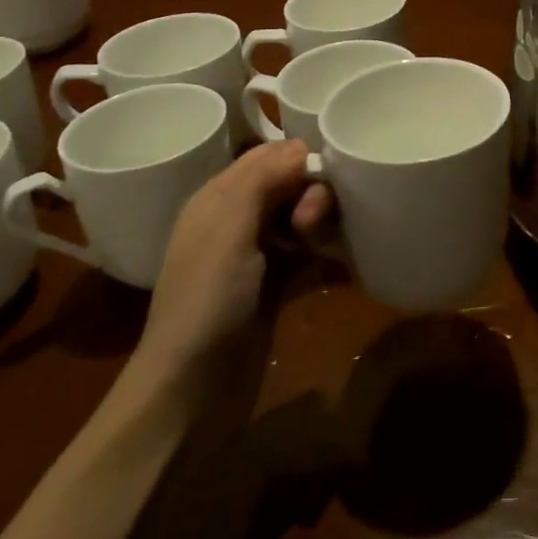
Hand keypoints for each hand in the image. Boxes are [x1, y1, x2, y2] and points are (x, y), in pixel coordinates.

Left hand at [129, 139, 331, 386]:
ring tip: (324, 246)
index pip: (266, 157)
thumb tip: (300, 145)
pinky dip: (328, 255)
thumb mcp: (229, 229)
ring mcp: (257, 258)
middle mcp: (237, 222)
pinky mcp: (276, 289)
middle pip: (289, 186)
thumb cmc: (207, 301)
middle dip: (312, 193)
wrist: (191, 393)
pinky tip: (346, 263)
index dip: (297, 158)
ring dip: (322, 224)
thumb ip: (262, 180)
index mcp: (218, 199)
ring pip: (302, 220)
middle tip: (313, 223)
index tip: (323, 174)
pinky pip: (310, 257)